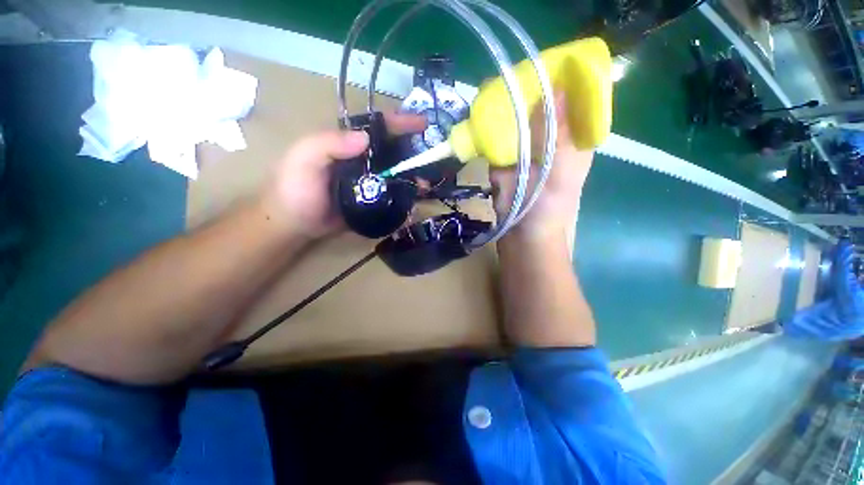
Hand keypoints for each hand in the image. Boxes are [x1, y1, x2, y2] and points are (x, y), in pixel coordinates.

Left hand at [259, 112, 426, 238]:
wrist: (294, 225)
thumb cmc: (295, 189)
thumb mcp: (304, 159)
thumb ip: (329, 144)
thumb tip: (366, 138)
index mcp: (347, 144)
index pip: (377, 128)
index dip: (400, 123)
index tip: (423, 124)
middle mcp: (362, 160)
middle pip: (392, 151)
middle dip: (414, 152)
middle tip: (432, 159)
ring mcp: (369, 182)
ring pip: (396, 174)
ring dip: (412, 177)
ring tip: (427, 184)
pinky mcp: (372, 201)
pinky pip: (392, 195)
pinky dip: (405, 197)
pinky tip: (415, 201)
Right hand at [489, 91, 593, 240]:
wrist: (522, 239)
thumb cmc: (548, 210)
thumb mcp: (560, 171)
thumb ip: (558, 133)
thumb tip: (559, 86)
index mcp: (572, 141)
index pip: (572, 102)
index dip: (562, 81)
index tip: (542, 65)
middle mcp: (549, 143)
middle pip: (540, 110)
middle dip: (526, 94)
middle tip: (509, 76)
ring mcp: (525, 153)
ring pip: (517, 124)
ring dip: (505, 111)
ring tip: (490, 90)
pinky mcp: (505, 164)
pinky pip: (498, 142)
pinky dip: (490, 132)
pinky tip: (480, 117)